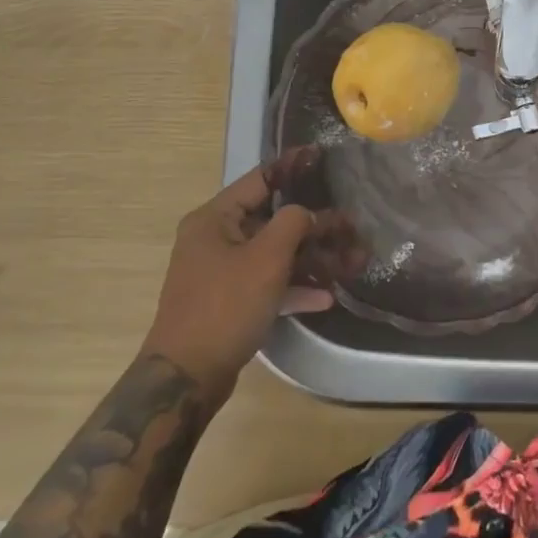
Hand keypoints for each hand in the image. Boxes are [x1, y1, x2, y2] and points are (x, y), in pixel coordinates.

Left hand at [141, 165, 333, 404]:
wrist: (186, 380)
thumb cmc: (225, 306)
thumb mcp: (266, 258)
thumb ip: (294, 223)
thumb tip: (309, 213)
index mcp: (215, 218)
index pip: (261, 179)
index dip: (294, 166)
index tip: (323, 156)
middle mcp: (215, 239)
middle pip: (273, 219)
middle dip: (314, 225)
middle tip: (350, 224)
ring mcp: (222, 272)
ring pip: (275, 253)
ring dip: (311, 258)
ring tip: (350, 261)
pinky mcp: (230, 302)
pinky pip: (268, 283)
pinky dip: (294, 286)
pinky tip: (326, 296)